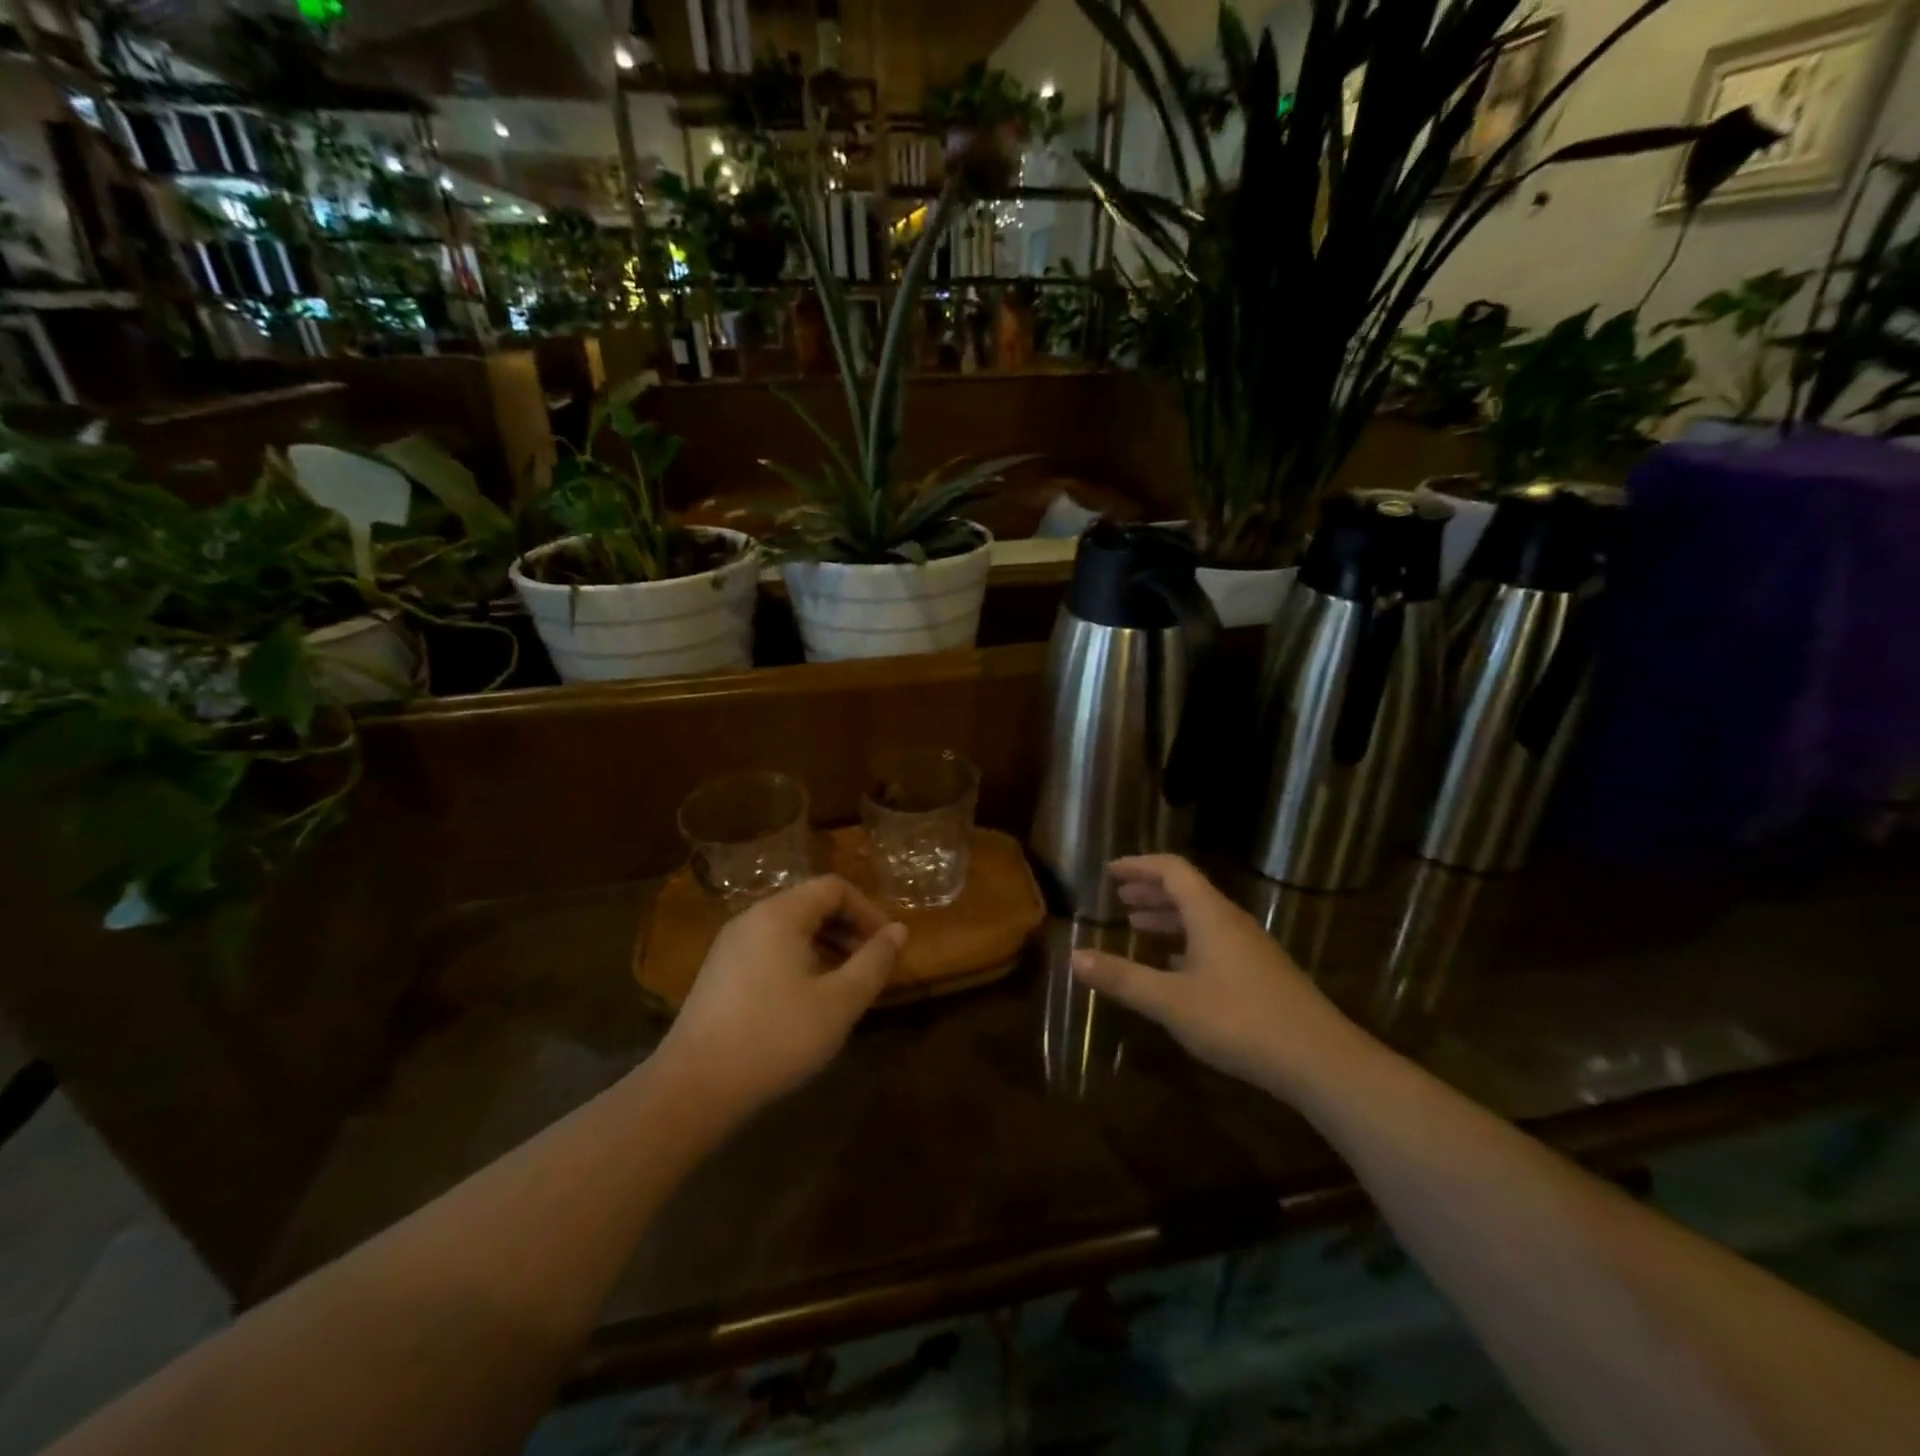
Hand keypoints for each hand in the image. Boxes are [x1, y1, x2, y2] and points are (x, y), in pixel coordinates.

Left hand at [659, 875, 906, 1113]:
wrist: (693, 1087)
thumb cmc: (775, 1037)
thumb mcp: (839, 1002)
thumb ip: (874, 962)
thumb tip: (899, 931)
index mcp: (780, 914)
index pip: (834, 888)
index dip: (867, 911)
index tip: (886, 946)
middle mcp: (752, 918)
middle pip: (811, 904)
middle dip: (848, 929)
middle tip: (871, 966)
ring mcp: (730, 945)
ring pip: (790, 928)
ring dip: (826, 946)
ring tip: (845, 984)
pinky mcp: (719, 972)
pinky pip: (769, 948)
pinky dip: (799, 960)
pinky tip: (807, 1000)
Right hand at [1071, 855, 1361, 1097]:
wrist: (1320, 1061)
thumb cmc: (1240, 1021)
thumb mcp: (1171, 1001)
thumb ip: (1122, 978)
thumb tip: (1074, 957)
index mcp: (1210, 915)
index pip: (1172, 870)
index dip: (1139, 866)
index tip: (1110, 871)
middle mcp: (1231, 922)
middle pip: (1187, 891)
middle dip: (1151, 890)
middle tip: (1120, 896)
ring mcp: (1250, 948)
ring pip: (1202, 918)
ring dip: (1168, 916)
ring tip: (1138, 924)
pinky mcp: (1260, 974)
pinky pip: (1214, 941)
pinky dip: (1187, 942)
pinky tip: (1175, 965)